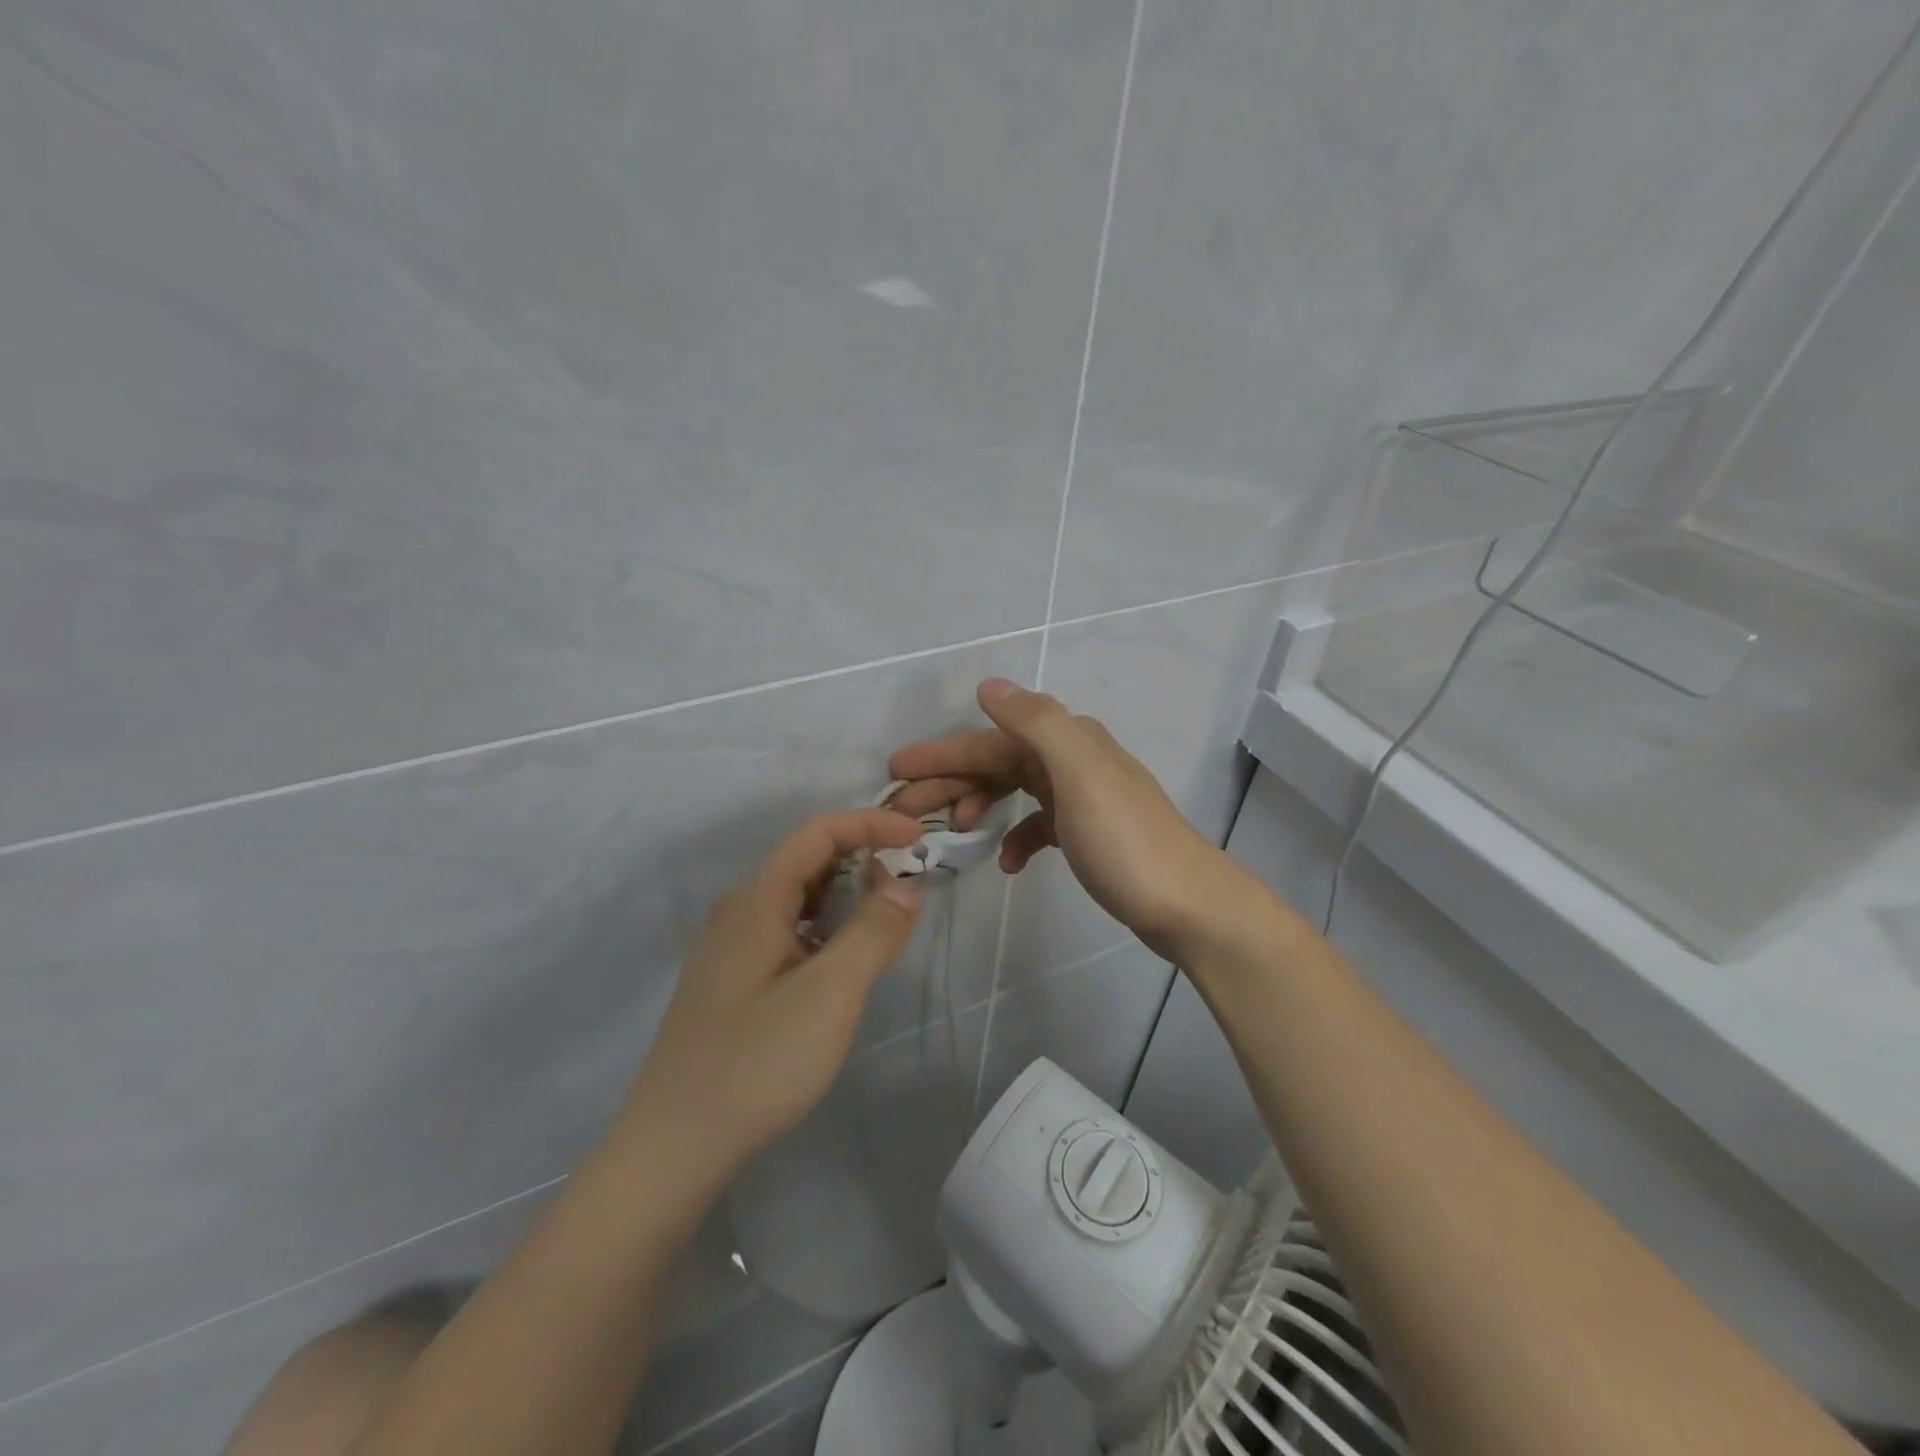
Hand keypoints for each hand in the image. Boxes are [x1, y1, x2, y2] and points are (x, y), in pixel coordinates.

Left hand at [617, 810, 925, 1187]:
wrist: (672, 1148)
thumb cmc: (756, 1063)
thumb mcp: (830, 994)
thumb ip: (873, 932)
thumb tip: (905, 885)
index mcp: (757, 900)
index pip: (818, 832)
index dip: (870, 824)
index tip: (918, 838)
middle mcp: (738, 911)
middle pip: (806, 860)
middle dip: (861, 856)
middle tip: (909, 882)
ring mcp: (729, 948)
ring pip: (796, 898)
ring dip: (844, 894)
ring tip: (885, 917)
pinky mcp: (730, 981)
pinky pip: (786, 930)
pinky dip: (824, 926)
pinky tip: (840, 960)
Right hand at [888, 679, 1229, 958]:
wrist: (1188, 906)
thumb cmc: (1126, 842)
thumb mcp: (1079, 775)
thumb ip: (1036, 724)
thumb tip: (990, 686)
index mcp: (1068, 741)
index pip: (990, 741)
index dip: (942, 753)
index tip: (896, 771)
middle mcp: (1073, 759)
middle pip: (998, 762)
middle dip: (950, 781)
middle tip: (904, 810)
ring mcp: (1082, 797)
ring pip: (1014, 789)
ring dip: (978, 804)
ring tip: (951, 831)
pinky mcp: (1088, 833)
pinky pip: (1038, 824)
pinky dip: (1016, 836)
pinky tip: (1007, 861)